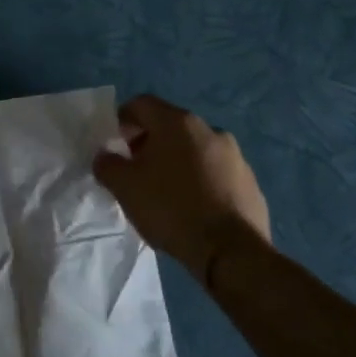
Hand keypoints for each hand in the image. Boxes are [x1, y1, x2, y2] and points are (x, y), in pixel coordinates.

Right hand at [92, 95, 271, 280]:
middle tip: (136, 170)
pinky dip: (200, 182)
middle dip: (149, 143)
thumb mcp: (124, 186)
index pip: (141, 104)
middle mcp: (210, 130)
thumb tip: (106, 156)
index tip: (114, 144)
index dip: (122, 120)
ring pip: (195, 150)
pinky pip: (216, 174)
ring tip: (165, 193)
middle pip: (169, 126)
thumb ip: (107, 164)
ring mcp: (235, 156)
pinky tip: (192, 209)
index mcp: (177, 122)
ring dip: (177, 162)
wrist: (231, 252)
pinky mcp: (250, 183)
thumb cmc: (171, 208)